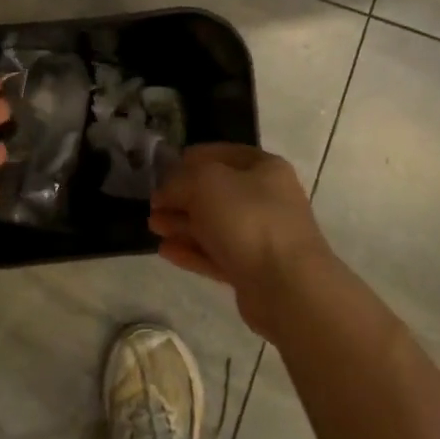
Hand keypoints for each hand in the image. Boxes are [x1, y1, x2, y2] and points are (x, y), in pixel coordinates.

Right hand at [149, 143, 332, 339]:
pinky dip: (191, 251)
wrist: (287, 285)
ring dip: (182, 224)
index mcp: (264, 168)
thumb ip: (179, 180)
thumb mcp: (205, 183)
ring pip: (214, 225)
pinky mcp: (253, 270)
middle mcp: (266, 199)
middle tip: (153, 205)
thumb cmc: (247, 219)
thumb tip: (166, 192)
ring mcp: (261, 236)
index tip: (162, 170)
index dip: (190, 159)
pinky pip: (216, 254)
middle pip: (215, 192)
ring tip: (153, 227)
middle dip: (181, 196)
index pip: (221, 153)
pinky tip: (165, 251)